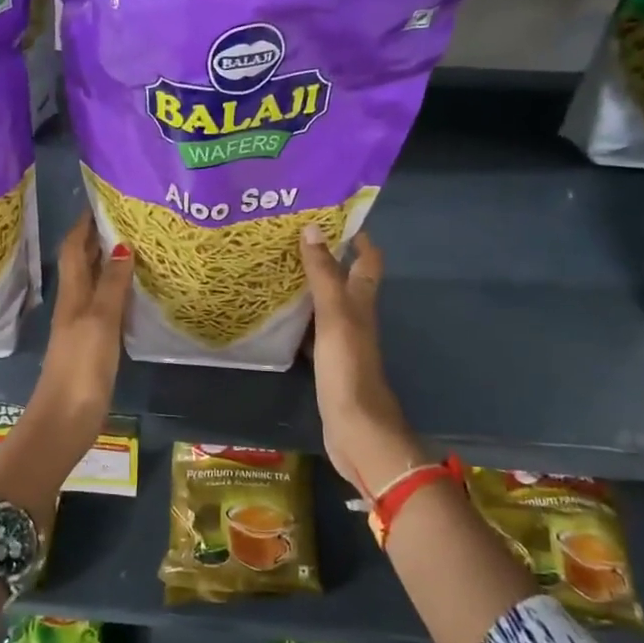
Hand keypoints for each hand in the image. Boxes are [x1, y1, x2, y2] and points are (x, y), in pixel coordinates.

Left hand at [24, 213, 133, 451]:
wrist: (65, 418)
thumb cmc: (81, 366)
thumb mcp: (100, 320)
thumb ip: (112, 285)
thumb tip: (123, 244)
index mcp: (72, 294)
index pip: (74, 248)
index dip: (84, 224)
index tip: (104, 200)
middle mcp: (74, 304)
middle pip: (84, 263)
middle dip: (100, 238)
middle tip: (131, 220)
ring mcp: (82, 325)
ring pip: (95, 284)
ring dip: (111, 264)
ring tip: (140, 248)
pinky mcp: (92, 345)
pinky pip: (105, 306)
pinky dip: (118, 292)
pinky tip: (136, 294)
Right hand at [300, 226, 430, 498]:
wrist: (355, 428)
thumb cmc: (348, 367)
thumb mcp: (335, 315)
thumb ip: (324, 274)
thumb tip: (313, 228)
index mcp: (362, 302)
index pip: (367, 260)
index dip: (358, 237)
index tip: (333, 214)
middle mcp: (355, 317)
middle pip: (345, 280)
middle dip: (326, 257)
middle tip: (291, 237)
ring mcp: (341, 341)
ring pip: (325, 305)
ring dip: (308, 287)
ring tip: (276, 268)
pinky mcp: (327, 363)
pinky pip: (311, 331)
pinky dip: (297, 319)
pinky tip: (275, 317)